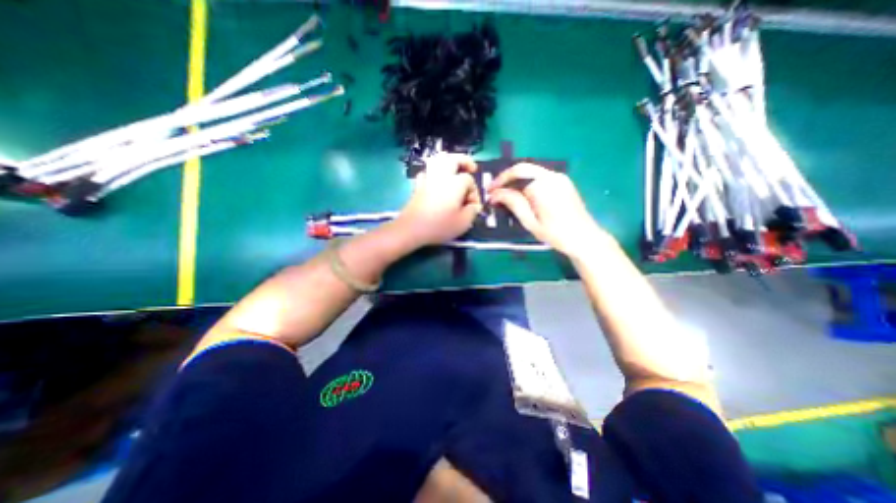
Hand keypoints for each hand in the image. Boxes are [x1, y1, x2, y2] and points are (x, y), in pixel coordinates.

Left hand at [395, 151, 483, 246]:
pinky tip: (436, 179)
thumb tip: (473, 206)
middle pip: (454, 159)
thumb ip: (472, 211)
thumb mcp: (463, 223)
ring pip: (438, 160)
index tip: (473, 206)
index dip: (474, 192)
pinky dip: (433, 172)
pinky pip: (427, 172)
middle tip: (472, 168)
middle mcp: (442, 176)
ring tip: (454, 168)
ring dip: (449, 161)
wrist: (412, 228)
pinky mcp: (418, 185)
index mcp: (456, 183)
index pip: (469, 180)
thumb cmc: (440, 225)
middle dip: (465, 161)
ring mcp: (428, 179)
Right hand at [486, 161, 604, 254]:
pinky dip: (527, 182)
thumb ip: (512, 203)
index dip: (499, 181)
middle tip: (495, 190)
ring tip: (506, 193)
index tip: (489, 191)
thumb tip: (495, 194)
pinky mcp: (563, 182)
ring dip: (517, 179)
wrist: (584, 238)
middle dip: (507, 178)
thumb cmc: (555, 234)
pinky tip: (522, 194)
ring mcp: (559, 177)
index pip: (515, 173)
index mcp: (542, 185)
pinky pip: (540, 176)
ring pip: (531, 171)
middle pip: (523, 168)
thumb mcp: (530, 221)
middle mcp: (551, 176)